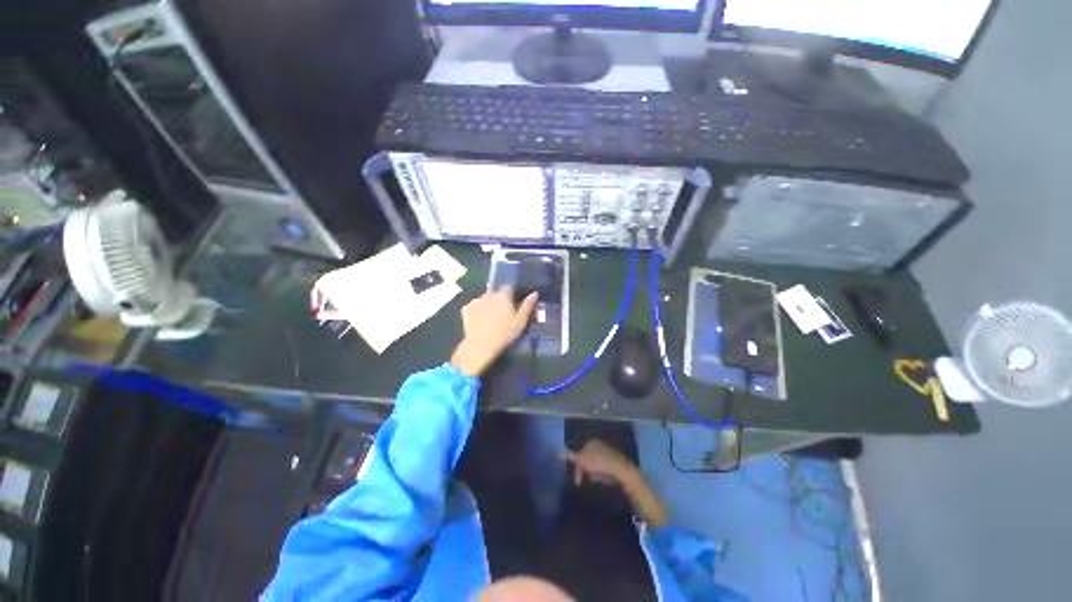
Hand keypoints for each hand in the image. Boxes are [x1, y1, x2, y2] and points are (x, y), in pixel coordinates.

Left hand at [450, 287, 537, 376]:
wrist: (480, 346)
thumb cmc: (504, 333)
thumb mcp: (521, 321)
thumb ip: (528, 305)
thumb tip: (534, 293)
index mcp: (503, 295)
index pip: (508, 286)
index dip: (511, 293)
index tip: (513, 302)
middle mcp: (488, 294)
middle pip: (496, 293)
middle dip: (499, 299)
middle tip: (503, 313)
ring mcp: (476, 301)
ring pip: (484, 299)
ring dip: (488, 304)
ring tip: (490, 318)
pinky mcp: (466, 309)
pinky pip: (474, 306)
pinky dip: (477, 310)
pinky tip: (480, 320)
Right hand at [562, 439, 669, 527]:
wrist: (622, 472)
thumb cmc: (600, 464)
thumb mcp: (583, 461)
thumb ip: (570, 456)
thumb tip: (557, 451)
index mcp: (592, 441)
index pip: (579, 451)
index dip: (575, 464)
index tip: (575, 478)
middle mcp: (600, 444)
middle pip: (587, 457)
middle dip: (583, 468)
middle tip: (581, 482)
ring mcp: (608, 453)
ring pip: (595, 463)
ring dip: (591, 472)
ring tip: (590, 482)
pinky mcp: (615, 463)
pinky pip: (603, 469)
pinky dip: (600, 475)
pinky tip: (600, 481)